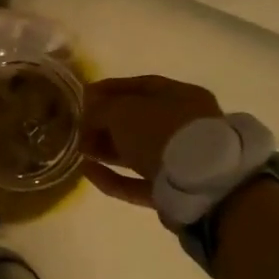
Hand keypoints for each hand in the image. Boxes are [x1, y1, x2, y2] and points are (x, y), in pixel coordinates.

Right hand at [79, 75, 221, 207]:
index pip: (142, 86)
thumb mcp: (123, 111)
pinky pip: (137, 181)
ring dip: (107, 150)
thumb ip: (101, 109)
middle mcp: (185, 126)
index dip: (110, 89)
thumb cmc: (162, 132)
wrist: (200, 185)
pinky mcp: (172, 192)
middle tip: (78, 128)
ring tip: (80, 150)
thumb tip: (88, 115)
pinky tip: (88, 172)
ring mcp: (181, 161)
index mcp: (182, 96)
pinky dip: (113, 177)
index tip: (84, 96)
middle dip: (106, 124)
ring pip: (137, 152)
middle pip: (139, 121)